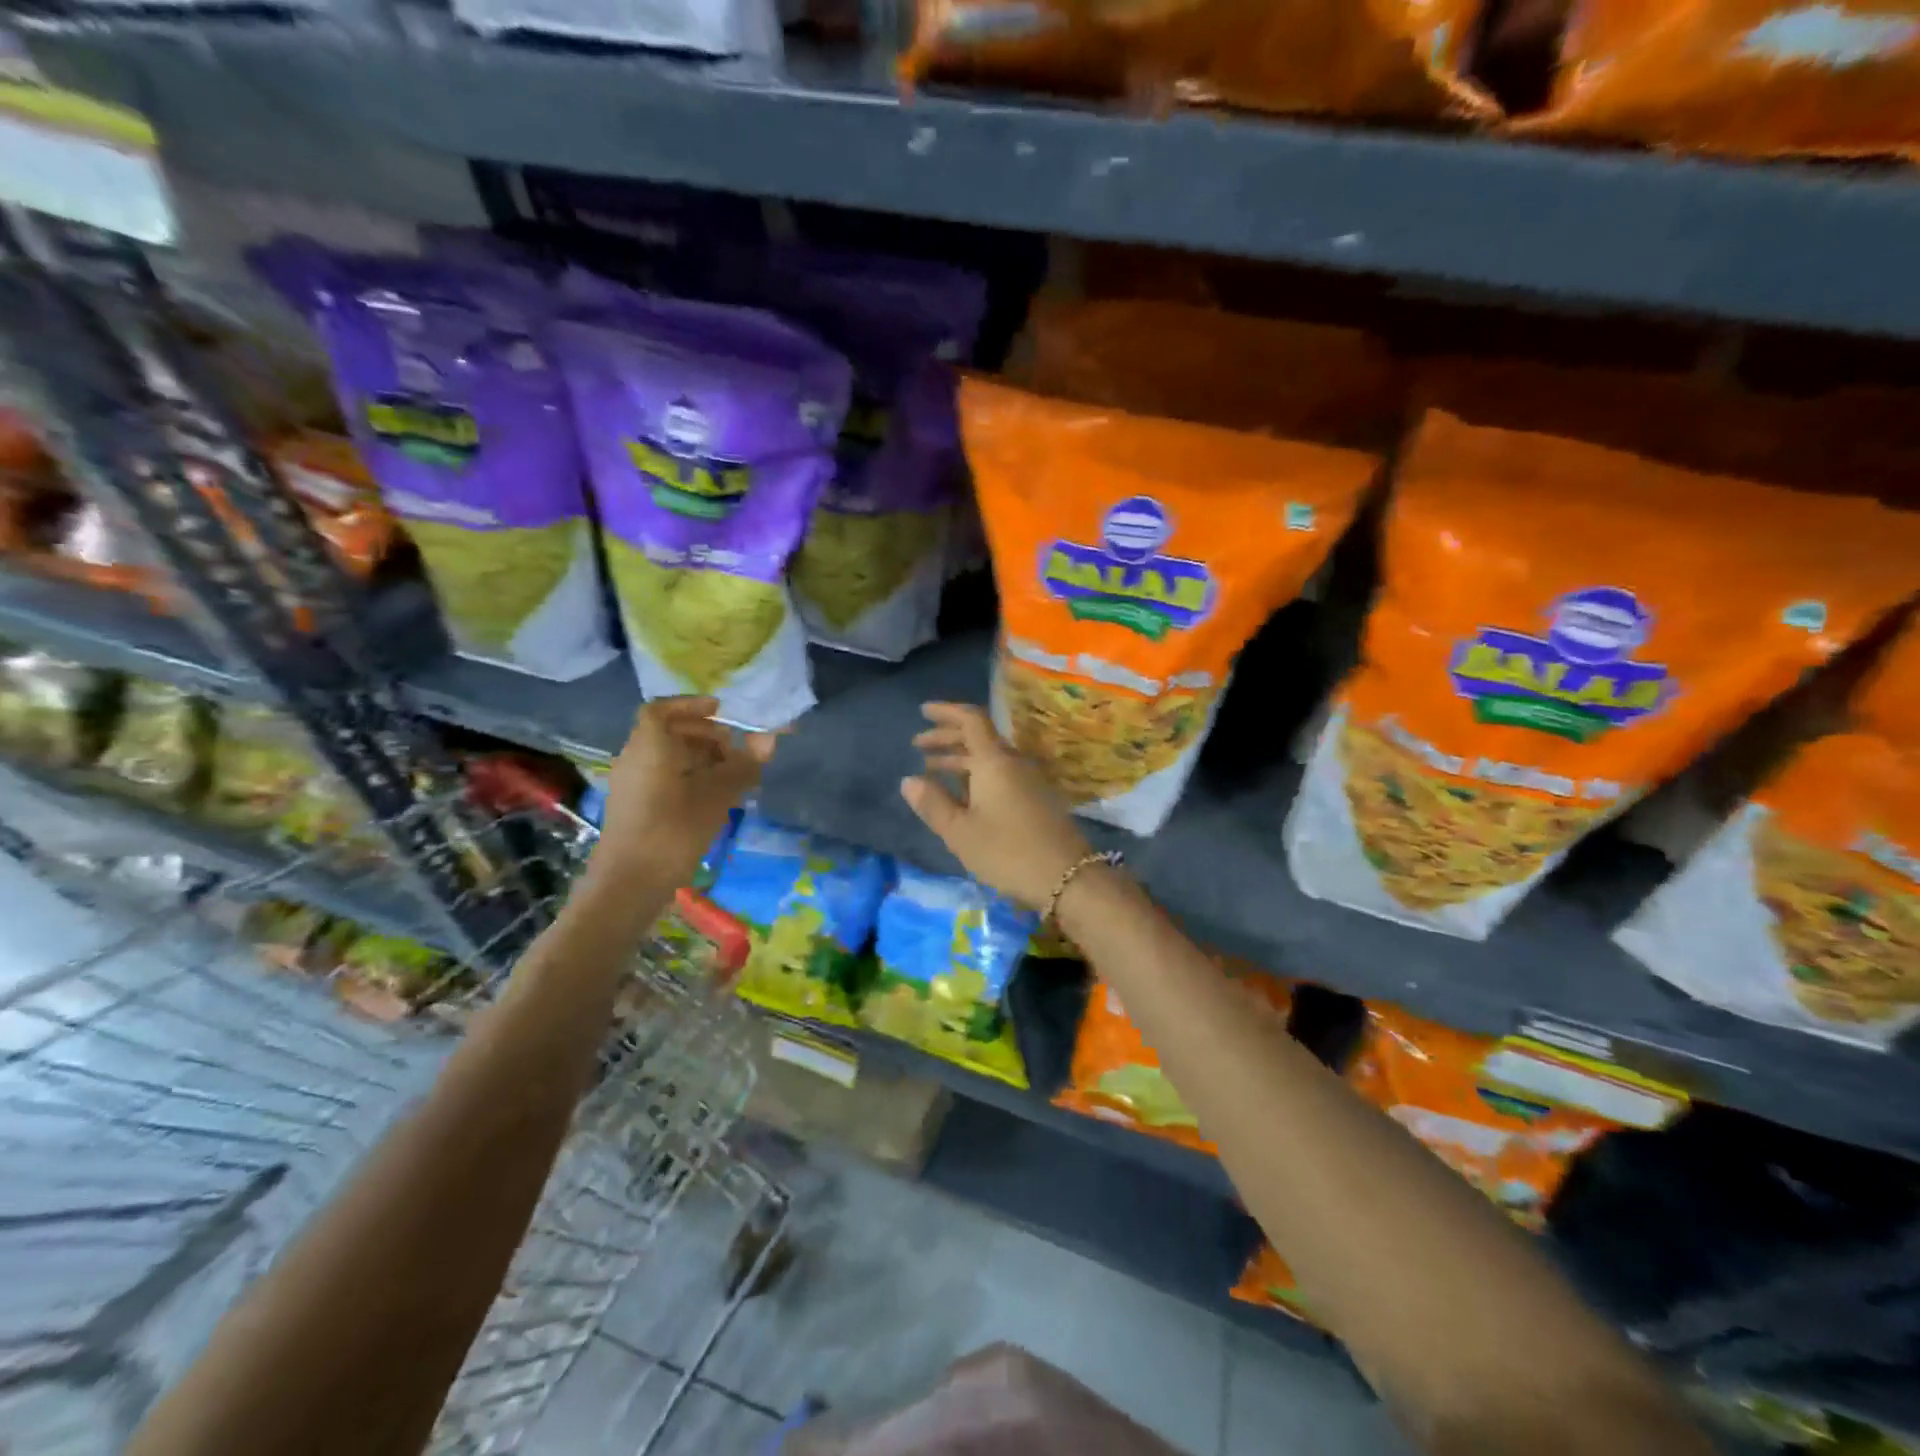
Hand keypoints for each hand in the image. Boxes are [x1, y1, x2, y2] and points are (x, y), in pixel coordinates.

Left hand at [593, 697, 774, 886]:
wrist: (628, 885)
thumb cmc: (673, 831)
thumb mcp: (717, 796)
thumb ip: (743, 766)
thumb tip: (768, 740)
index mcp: (649, 747)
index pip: (661, 710)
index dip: (690, 705)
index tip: (720, 711)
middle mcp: (634, 759)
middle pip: (667, 733)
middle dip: (703, 735)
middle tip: (735, 748)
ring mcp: (631, 785)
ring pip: (666, 758)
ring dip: (698, 759)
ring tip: (731, 776)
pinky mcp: (634, 809)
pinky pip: (662, 778)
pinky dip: (688, 778)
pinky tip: (712, 798)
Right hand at [901, 702, 1093, 908]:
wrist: (1067, 877)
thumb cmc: (1007, 852)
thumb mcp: (960, 831)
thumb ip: (933, 804)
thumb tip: (909, 780)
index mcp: (994, 761)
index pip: (970, 720)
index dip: (946, 712)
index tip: (923, 712)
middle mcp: (1013, 762)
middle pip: (979, 737)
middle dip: (947, 737)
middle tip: (919, 745)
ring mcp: (1029, 780)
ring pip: (990, 757)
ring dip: (960, 758)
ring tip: (932, 770)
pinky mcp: (1037, 798)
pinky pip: (1001, 773)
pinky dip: (976, 774)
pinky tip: (962, 793)